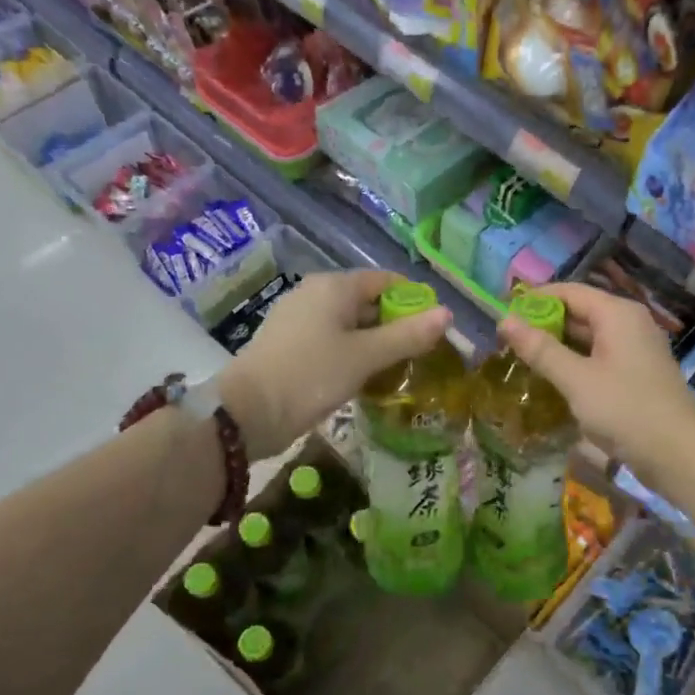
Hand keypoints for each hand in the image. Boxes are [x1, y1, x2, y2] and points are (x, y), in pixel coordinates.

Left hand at [220, 270, 450, 459]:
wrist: (246, 413)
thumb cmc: (311, 375)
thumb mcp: (366, 356)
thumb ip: (408, 335)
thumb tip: (448, 314)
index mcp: (334, 287)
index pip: (387, 281)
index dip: (415, 301)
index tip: (435, 329)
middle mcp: (316, 294)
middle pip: (369, 301)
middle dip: (397, 325)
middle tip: (422, 355)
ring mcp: (299, 319)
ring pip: (352, 324)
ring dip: (377, 343)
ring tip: (400, 370)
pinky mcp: (291, 344)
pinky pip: (333, 340)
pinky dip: (354, 353)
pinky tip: (367, 378)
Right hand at [496, 282, 694, 466]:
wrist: (678, 453)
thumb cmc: (625, 409)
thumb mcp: (576, 379)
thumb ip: (540, 349)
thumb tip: (505, 320)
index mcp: (617, 313)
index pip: (569, 291)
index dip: (535, 299)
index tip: (503, 314)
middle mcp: (629, 323)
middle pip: (580, 312)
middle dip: (544, 324)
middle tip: (507, 342)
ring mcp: (636, 349)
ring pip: (589, 338)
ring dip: (558, 346)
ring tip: (523, 360)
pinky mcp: (637, 374)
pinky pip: (600, 358)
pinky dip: (576, 363)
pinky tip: (553, 380)